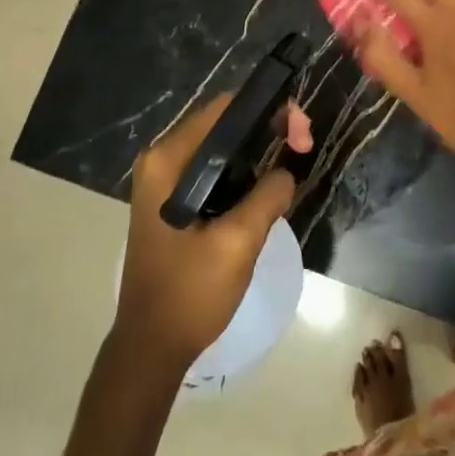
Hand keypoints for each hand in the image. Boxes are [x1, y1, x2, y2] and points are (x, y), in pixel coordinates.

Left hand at [116, 93, 304, 372]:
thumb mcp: (237, 243)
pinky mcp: (173, 201)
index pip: (224, 109)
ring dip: (258, 151)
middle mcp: (161, 160)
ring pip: (221, 148)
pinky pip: (214, 171)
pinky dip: (242, 172)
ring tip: (292, 161)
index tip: (300, 133)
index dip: (267, 110)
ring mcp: (164, 181)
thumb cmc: (189, 293)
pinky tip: (266, 188)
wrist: (151, 347)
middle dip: (267, 128)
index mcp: (168, 160)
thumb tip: (287, 171)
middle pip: (223, 124)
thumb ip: (267, 196)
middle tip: (303, 146)